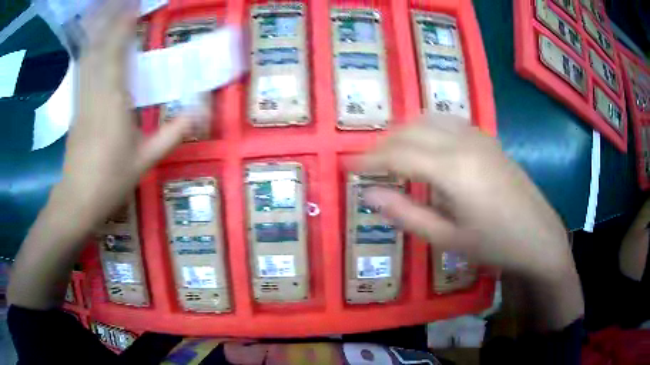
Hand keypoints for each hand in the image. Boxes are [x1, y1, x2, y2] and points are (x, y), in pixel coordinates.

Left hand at [56, 0, 200, 224]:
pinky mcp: (76, 105)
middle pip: (99, 46)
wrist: (78, 198)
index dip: (124, 24)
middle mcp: (95, 92)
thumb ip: (173, 133)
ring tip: (105, 10)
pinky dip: (88, 49)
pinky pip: (82, 69)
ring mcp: (82, 98)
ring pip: (87, 55)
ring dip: (97, 29)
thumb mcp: (146, 159)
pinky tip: (91, 41)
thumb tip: (201, 112)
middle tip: (119, 0)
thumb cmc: (111, 179)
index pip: (117, 52)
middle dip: (109, 19)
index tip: (133, 5)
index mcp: (113, 101)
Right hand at [358, 116, 573, 281]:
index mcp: (452, 169)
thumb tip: (369, 194)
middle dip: (383, 145)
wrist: (539, 237)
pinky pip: (447, 123)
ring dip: (403, 134)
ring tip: (391, 156)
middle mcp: (463, 142)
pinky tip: (424, 148)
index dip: (367, 159)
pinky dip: (425, 129)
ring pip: (428, 120)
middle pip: (410, 130)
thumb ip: (406, 214)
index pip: (397, 154)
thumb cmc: (494, 245)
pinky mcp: (487, 139)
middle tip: (366, 165)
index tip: (346, 165)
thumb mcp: (447, 238)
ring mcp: (478, 136)